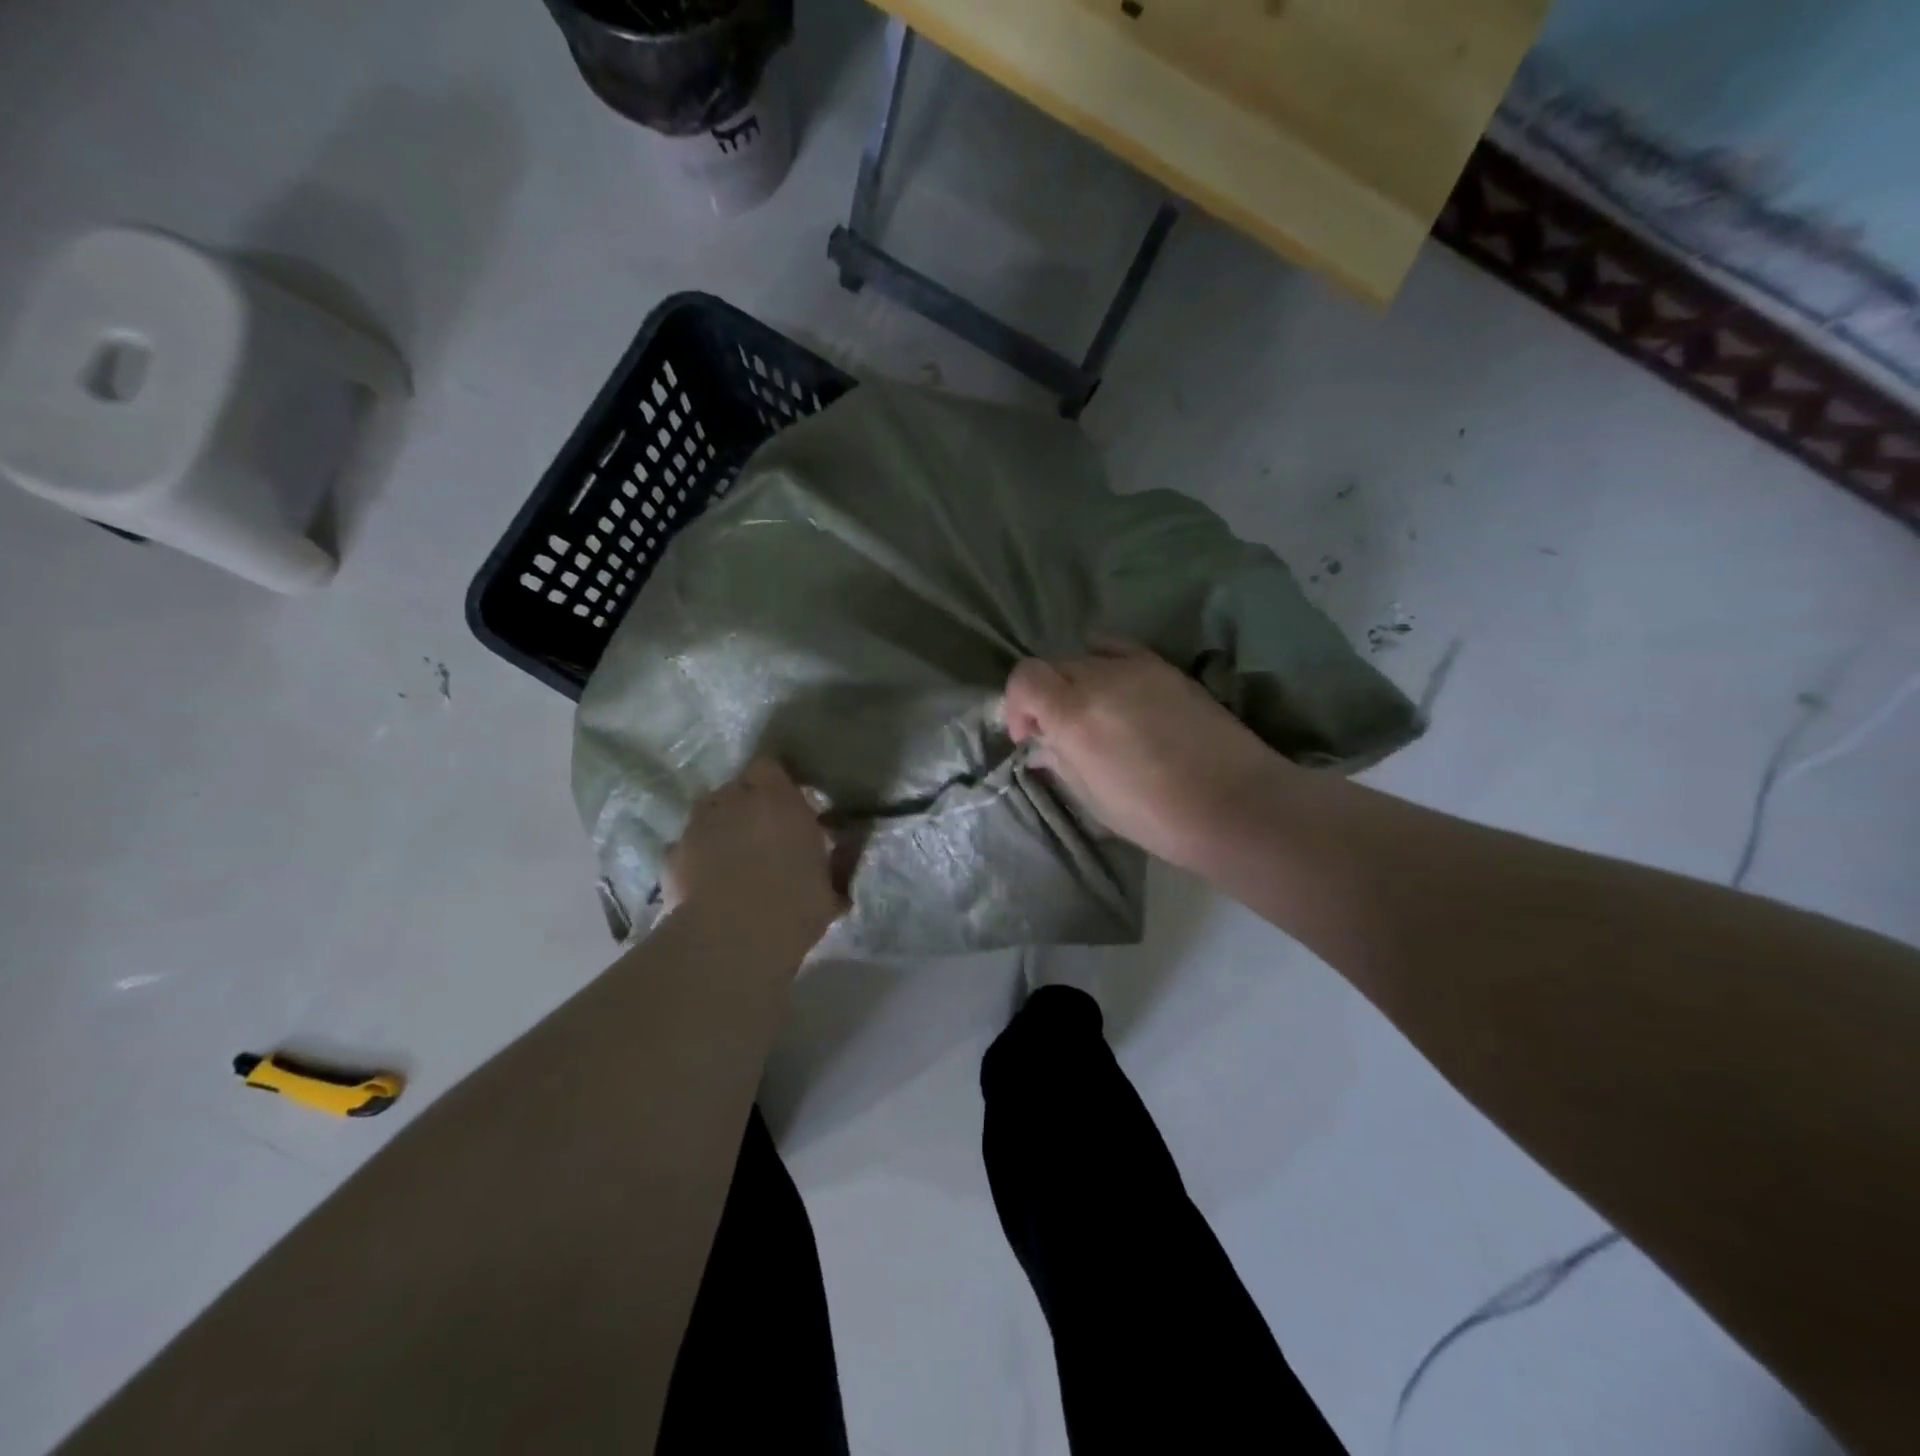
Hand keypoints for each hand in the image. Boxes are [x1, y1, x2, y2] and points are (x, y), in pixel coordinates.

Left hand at [663, 758, 844, 958]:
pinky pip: (686, 846)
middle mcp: (732, 801)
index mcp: (776, 799)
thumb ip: (838, 859)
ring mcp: (696, 826)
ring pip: (708, 814)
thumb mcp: (831, 885)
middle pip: (735, 788)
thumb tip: (848, 846)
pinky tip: (707, 882)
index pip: (768, 766)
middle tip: (764, 833)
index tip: (789, 804)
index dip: (775, 783)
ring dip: (720, 827)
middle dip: (747, 805)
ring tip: (732, 857)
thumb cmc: (793, 905)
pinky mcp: (671, 856)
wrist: (731, 939)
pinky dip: (696, 857)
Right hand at [1004, 643, 1284, 871]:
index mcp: (1075, 714)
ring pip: (1088, 657)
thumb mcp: (1095, 800)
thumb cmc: (1157, 816)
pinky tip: (1121, 696)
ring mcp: (1139, 667)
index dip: (1017, 705)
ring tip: (1093, 714)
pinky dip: (1108, 666)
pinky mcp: (1168, 668)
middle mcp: (1101, 678)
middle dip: (1046, 696)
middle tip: (1059, 732)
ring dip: (1077, 682)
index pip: (1026, 678)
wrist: (1236, 805)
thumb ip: (1061, 763)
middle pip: (1055, 665)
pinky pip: (1122, 652)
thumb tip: (1041, 747)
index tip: (1028, 736)